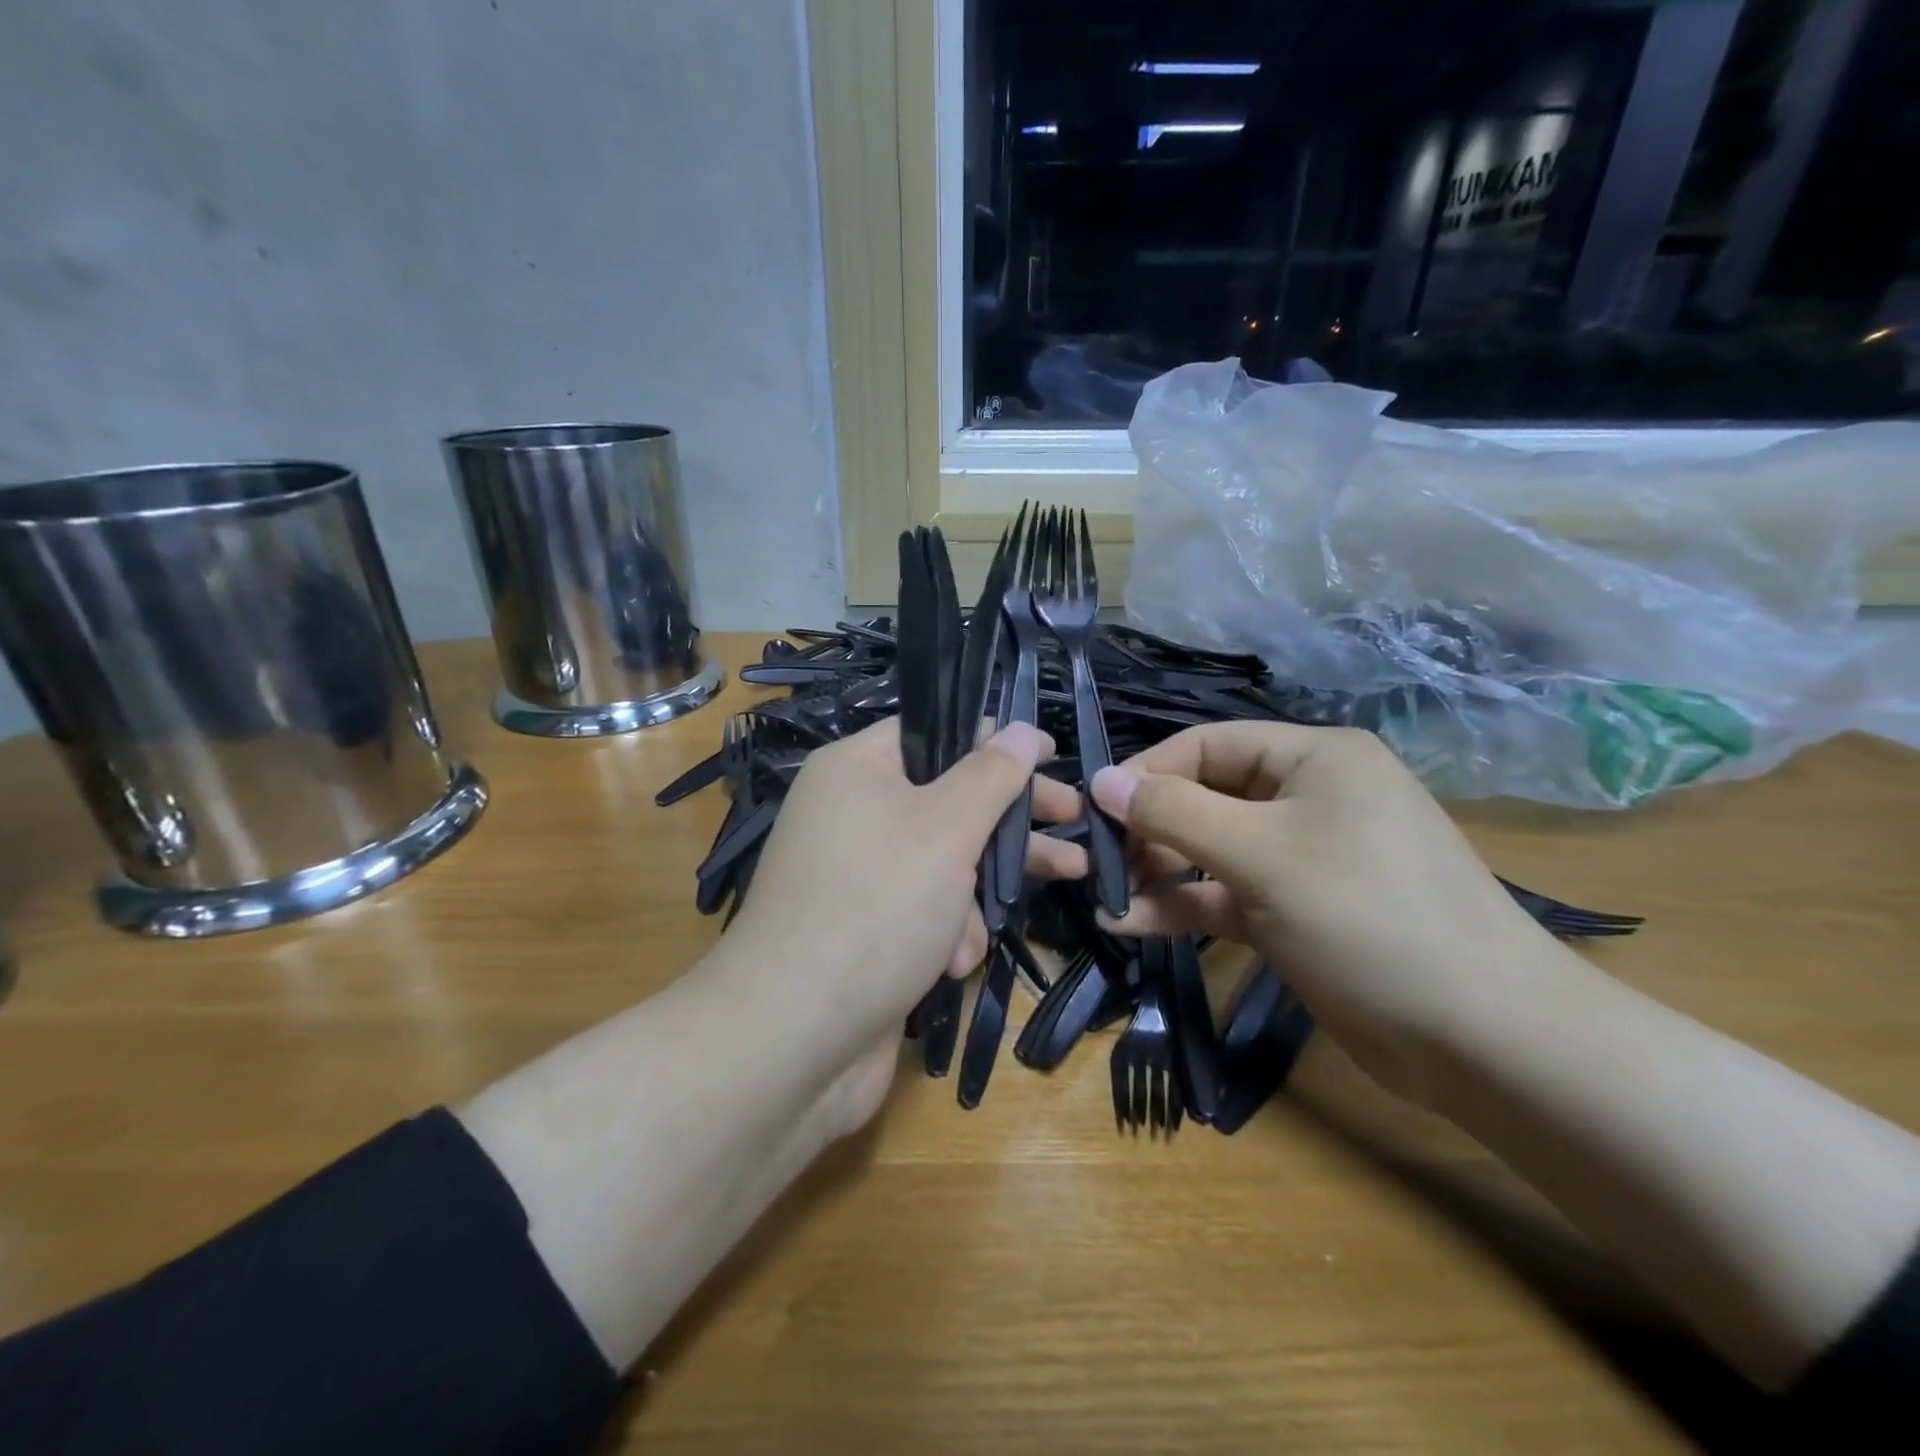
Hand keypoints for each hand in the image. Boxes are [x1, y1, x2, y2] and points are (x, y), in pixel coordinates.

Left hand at [710, 717, 1083, 1127]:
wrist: (793, 1039)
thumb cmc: (876, 907)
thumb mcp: (946, 828)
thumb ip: (991, 776)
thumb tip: (1020, 729)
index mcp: (856, 769)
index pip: (936, 733)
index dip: (995, 741)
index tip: (1051, 756)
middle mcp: (851, 813)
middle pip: (949, 798)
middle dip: (1011, 819)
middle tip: (1073, 820)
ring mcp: (858, 875)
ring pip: (944, 861)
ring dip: (981, 890)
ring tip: (1032, 901)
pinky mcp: (867, 929)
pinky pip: (924, 910)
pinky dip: (948, 932)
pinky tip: (954, 963)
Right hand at [1090, 722, 1562, 1101]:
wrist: (1482, 1037)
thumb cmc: (1367, 916)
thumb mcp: (1260, 854)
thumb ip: (1173, 812)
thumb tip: (1100, 780)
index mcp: (1313, 758)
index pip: (1206, 746)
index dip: (1147, 774)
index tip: (1093, 811)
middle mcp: (1308, 796)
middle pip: (1205, 796)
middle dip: (1150, 829)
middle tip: (1100, 865)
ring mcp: (1303, 856)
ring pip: (1211, 849)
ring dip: (1158, 871)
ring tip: (1107, 897)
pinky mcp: (1296, 910)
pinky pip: (1226, 894)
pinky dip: (1183, 905)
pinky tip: (1133, 923)